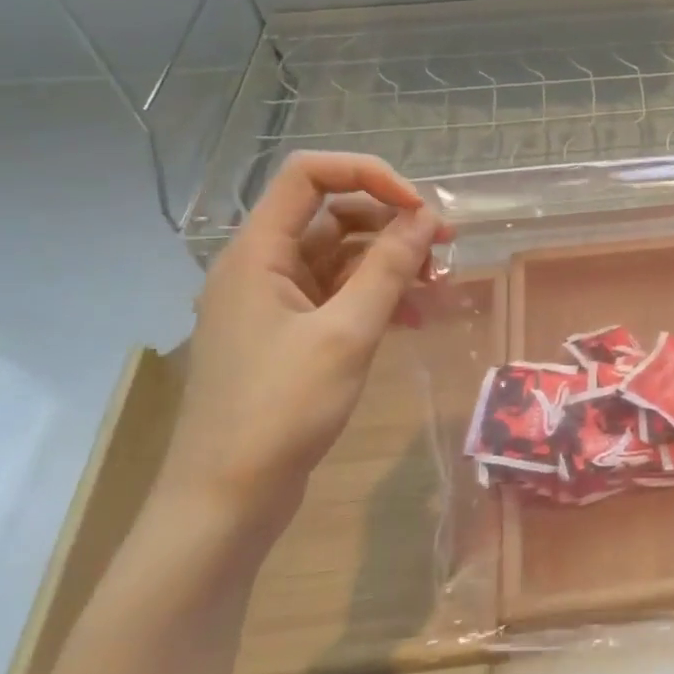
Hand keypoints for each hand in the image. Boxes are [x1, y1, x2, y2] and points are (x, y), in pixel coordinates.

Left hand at [157, 151, 449, 545]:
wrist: (227, 498)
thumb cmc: (280, 409)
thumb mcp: (346, 333)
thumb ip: (389, 269)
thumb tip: (427, 217)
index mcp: (258, 252)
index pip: (309, 175)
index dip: (369, 176)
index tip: (421, 210)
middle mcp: (261, 267)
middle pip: (332, 216)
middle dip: (391, 224)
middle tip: (446, 248)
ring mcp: (273, 303)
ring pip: (340, 259)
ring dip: (389, 264)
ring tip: (437, 287)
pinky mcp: (288, 337)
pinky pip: (338, 297)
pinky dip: (376, 297)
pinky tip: (413, 318)